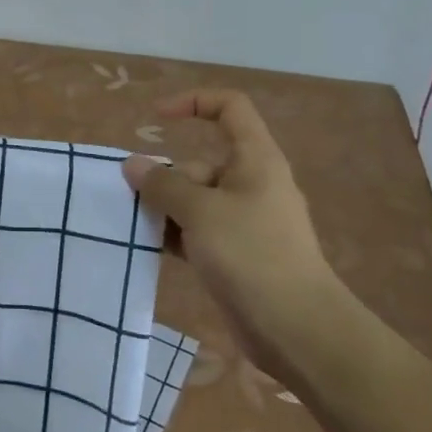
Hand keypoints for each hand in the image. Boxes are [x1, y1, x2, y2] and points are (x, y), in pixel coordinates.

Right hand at [122, 89, 346, 367]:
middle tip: (134, 201)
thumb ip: (163, 184)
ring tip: (137, 227)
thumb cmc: (252, 255)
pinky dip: (176, 234)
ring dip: (166, 209)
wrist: (298, 329)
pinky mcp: (237, 253)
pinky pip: (199, 230)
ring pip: (195, 200)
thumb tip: (133, 164)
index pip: (230, 108)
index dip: (194, 102)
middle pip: (200, 162)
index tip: (156, 118)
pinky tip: (152, 248)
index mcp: (255, 160)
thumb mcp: (200, 212)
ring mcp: (245, 220)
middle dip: (165, 177)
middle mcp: (251, 183)